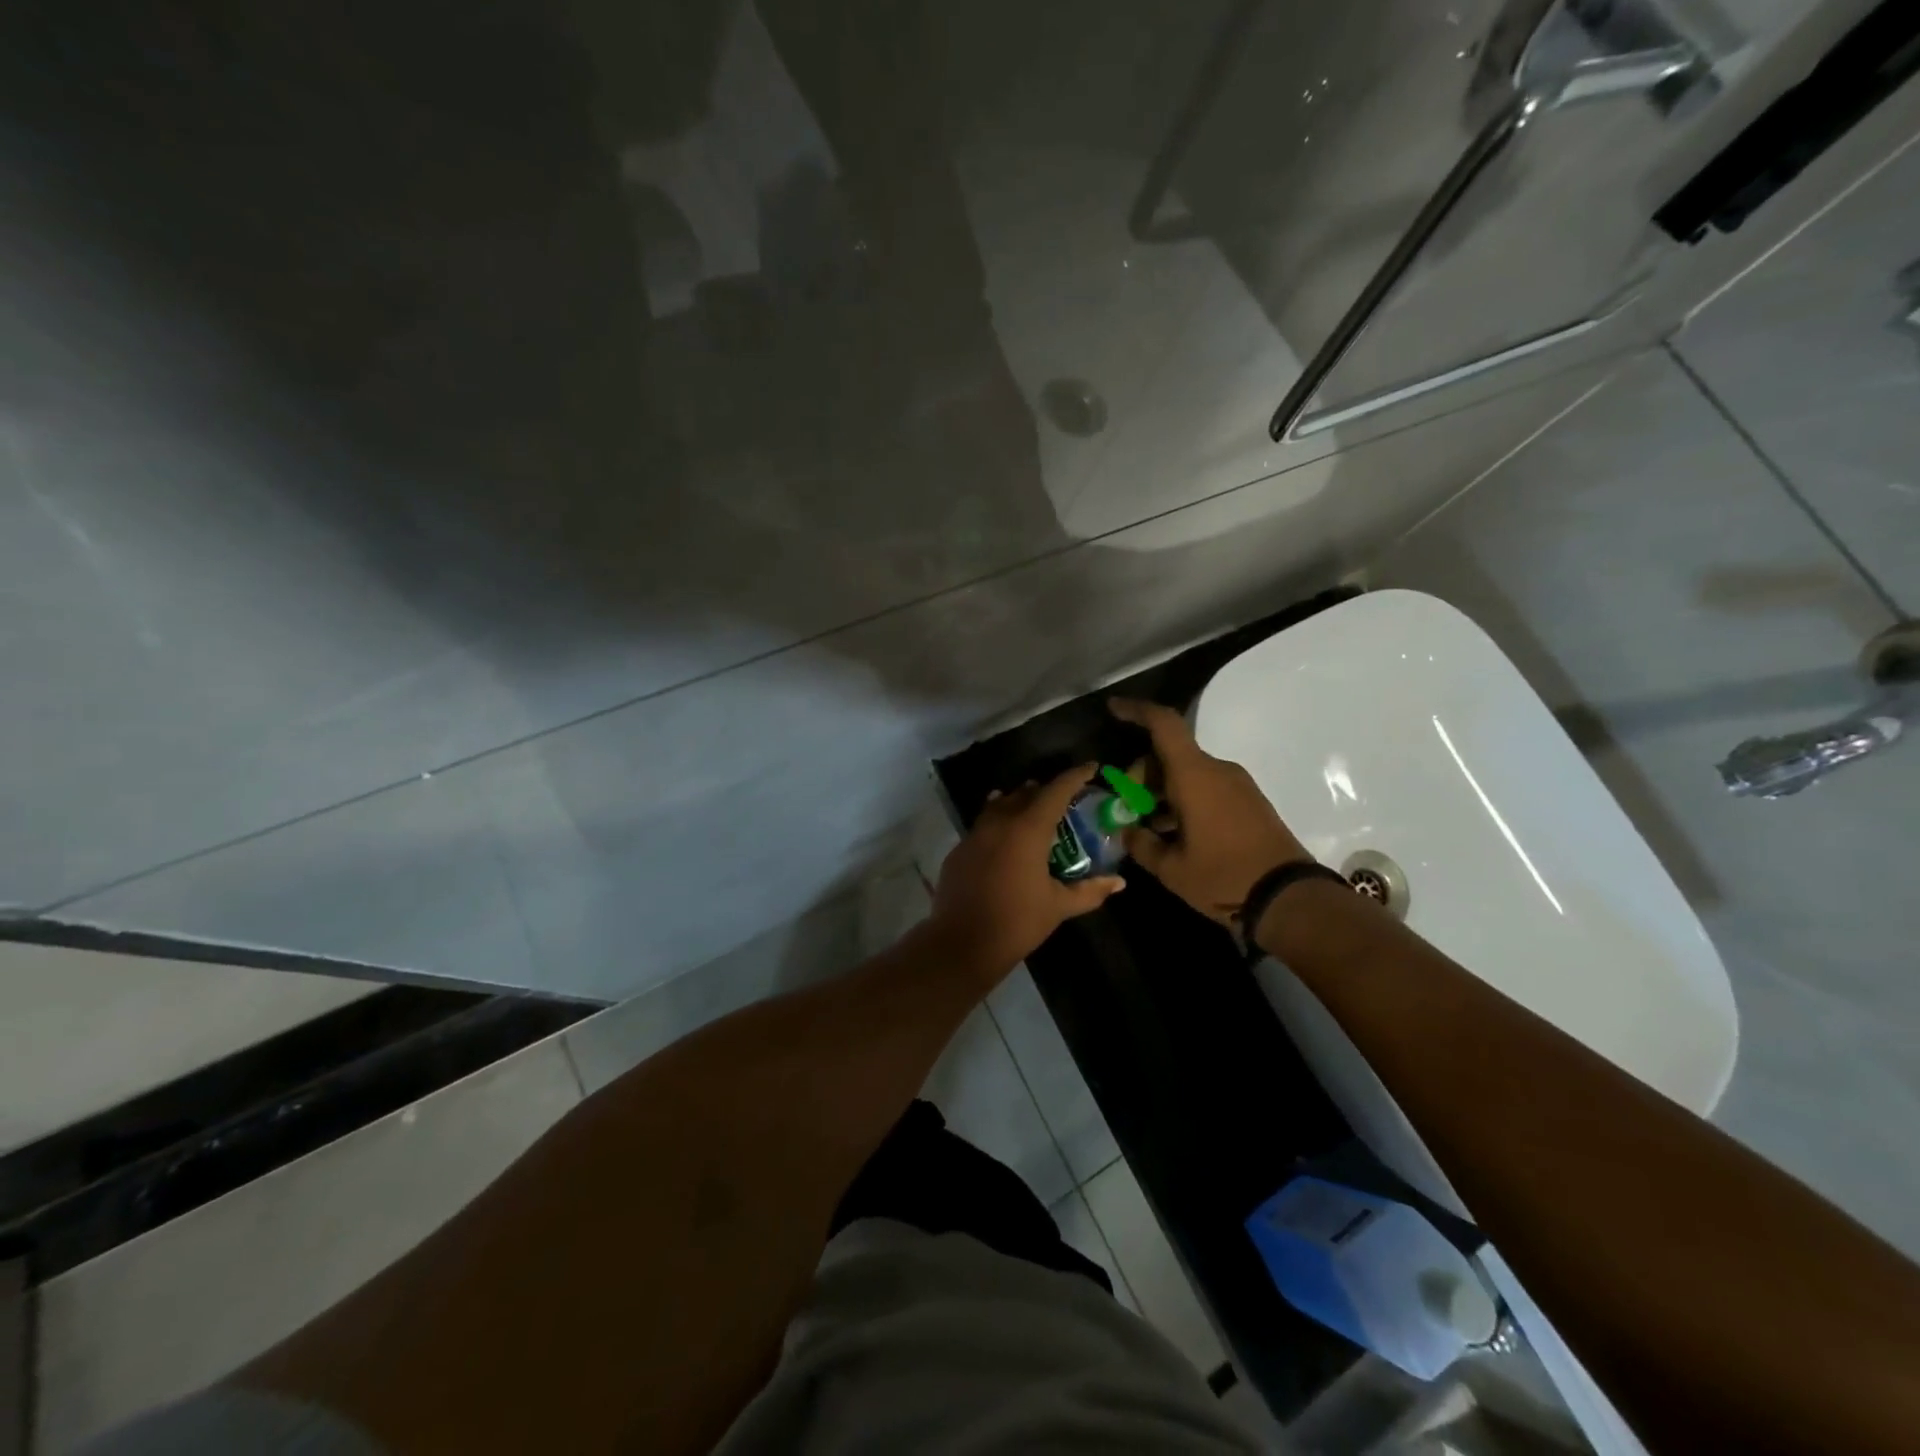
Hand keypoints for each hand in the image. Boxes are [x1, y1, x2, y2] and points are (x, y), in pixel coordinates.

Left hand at [926, 765, 1125, 978]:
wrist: (962, 942)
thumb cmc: (1017, 922)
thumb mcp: (1058, 906)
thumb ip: (1090, 890)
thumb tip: (1119, 882)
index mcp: (1028, 829)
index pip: (1056, 790)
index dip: (1075, 776)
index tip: (1091, 768)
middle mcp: (1000, 822)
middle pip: (1026, 793)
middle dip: (1046, 790)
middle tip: (1065, 798)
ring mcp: (975, 834)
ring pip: (1000, 805)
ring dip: (1019, 802)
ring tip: (1034, 809)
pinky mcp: (959, 850)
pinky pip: (983, 825)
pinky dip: (998, 822)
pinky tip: (1004, 837)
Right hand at [1109, 698, 1308, 924]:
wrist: (1289, 898)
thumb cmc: (1223, 877)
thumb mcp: (1171, 868)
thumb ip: (1141, 844)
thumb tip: (1127, 831)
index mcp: (1195, 776)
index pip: (1164, 725)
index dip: (1136, 711)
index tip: (1113, 709)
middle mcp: (1217, 770)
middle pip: (1170, 755)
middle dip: (1141, 775)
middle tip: (1126, 808)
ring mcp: (1237, 785)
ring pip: (1188, 773)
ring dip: (1162, 791)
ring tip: (1145, 826)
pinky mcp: (1248, 802)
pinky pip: (1206, 788)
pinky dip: (1183, 800)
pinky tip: (1173, 833)